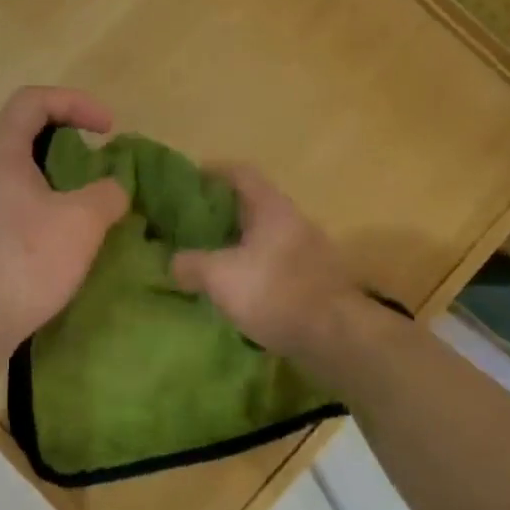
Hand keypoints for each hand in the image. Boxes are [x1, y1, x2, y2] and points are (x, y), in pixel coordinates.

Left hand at [0, 87, 129, 359]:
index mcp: (0, 153)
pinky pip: (13, 205)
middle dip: (67, 139)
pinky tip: (63, 238)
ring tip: (87, 201)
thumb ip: (107, 194)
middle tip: (98, 161)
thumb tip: (113, 189)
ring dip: (56, 177)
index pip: (33, 100)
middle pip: (23, 133)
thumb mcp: (82, 222)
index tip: (108, 129)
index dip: (75, 102)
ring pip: (18, 173)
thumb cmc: (24, 261)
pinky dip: (43, 206)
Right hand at [170, 165, 357, 359]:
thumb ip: (190, 264)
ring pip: (264, 238)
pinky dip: (254, 270)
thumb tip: (173, 262)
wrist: (336, 336)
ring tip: (209, 260)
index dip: (212, 173)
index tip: (188, 183)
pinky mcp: (315, 280)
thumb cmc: (274, 291)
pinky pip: (275, 264)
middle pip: (252, 206)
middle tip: (190, 227)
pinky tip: (237, 290)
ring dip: (238, 245)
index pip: (240, 174)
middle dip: (221, 214)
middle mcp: (293, 221)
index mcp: (271, 207)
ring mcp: (309, 251)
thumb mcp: (219, 276)